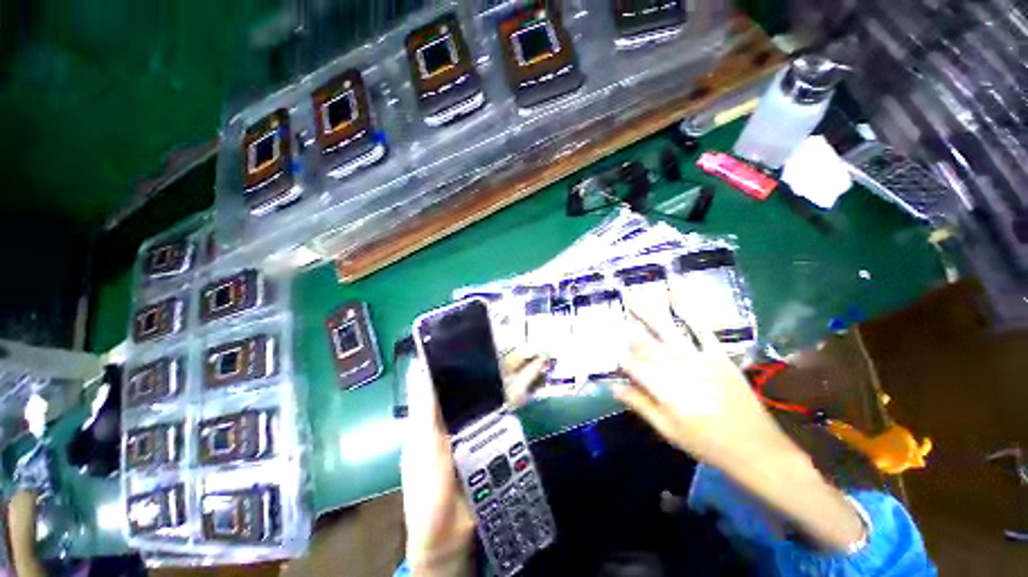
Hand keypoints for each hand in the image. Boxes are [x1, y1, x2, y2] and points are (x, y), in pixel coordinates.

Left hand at [400, 352, 546, 575]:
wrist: (451, 535)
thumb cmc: (428, 491)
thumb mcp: (422, 445)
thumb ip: (424, 407)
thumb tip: (419, 364)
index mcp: (439, 407)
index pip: (453, 369)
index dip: (466, 349)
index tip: (480, 329)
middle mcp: (462, 406)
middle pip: (482, 374)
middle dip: (500, 354)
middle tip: (516, 334)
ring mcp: (483, 417)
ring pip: (500, 385)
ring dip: (517, 367)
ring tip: (535, 349)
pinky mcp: (499, 431)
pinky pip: (512, 404)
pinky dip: (524, 387)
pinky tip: (536, 373)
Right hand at [612, 298, 792, 470]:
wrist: (757, 449)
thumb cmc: (707, 444)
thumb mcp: (668, 431)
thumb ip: (640, 405)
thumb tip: (613, 386)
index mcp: (663, 389)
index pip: (631, 365)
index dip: (620, 359)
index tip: (613, 357)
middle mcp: (676, 368)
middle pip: (645, 345)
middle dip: (628, 335)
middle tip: (612, 322)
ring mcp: (698, 357)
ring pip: (665, 330)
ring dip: (645, 312)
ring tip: (630, 296)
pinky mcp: (717, 354)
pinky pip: (699, 327)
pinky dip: (686, 309)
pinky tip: (674, 293)